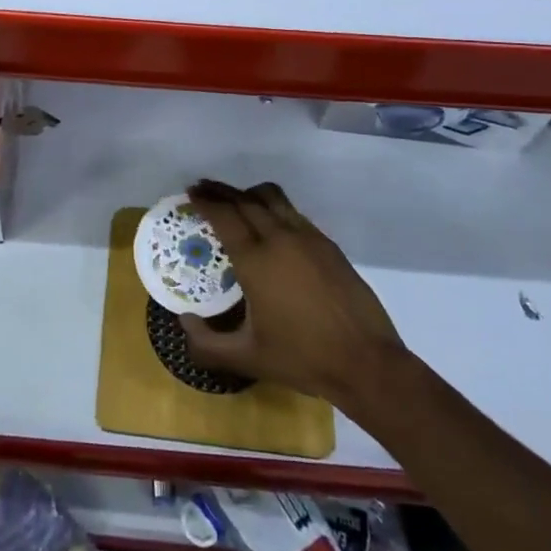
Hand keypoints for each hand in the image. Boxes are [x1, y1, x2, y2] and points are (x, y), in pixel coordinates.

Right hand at [181, 179, 405, 407]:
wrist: (366, 362)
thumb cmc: (302, 358)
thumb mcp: (248, 358)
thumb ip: (207, 344)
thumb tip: (184, 321)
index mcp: (256, 261)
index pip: (224, 216)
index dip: (205, 201)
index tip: (190, 193)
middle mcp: (279, 239)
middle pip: (244, 200)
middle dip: (220, 191)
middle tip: (203, 188)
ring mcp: (307, 238)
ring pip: (272, 198)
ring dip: (248, 193)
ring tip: (235, 198)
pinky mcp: (328, 245)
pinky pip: (293, 212)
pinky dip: (274, 207)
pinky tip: (271, 224)